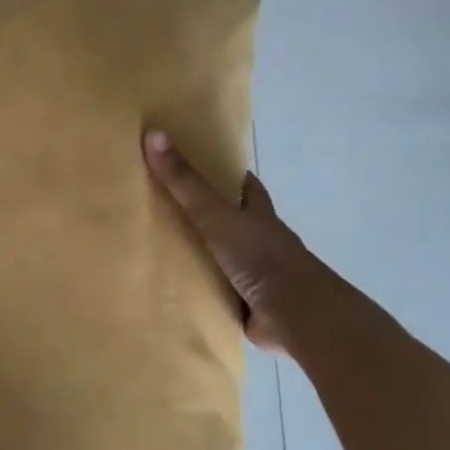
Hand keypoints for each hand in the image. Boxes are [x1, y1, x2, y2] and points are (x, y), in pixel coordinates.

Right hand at [143, 129, 356, 354]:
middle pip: (234, 221)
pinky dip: (201, 289)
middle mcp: (260, 241)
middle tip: (168, 206)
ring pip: (224, 258)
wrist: (296, 316)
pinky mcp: (246, 305)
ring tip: (161, 248)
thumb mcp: (216, 214)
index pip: (245, 187)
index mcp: (259, 215)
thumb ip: (184, 181)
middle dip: (209, 215)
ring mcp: (255, 274)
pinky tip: (175, 289)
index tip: (203, 165)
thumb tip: (153, 133)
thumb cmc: (260, 257)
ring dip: (202, 255)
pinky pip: (217, 291)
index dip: (228, 175)